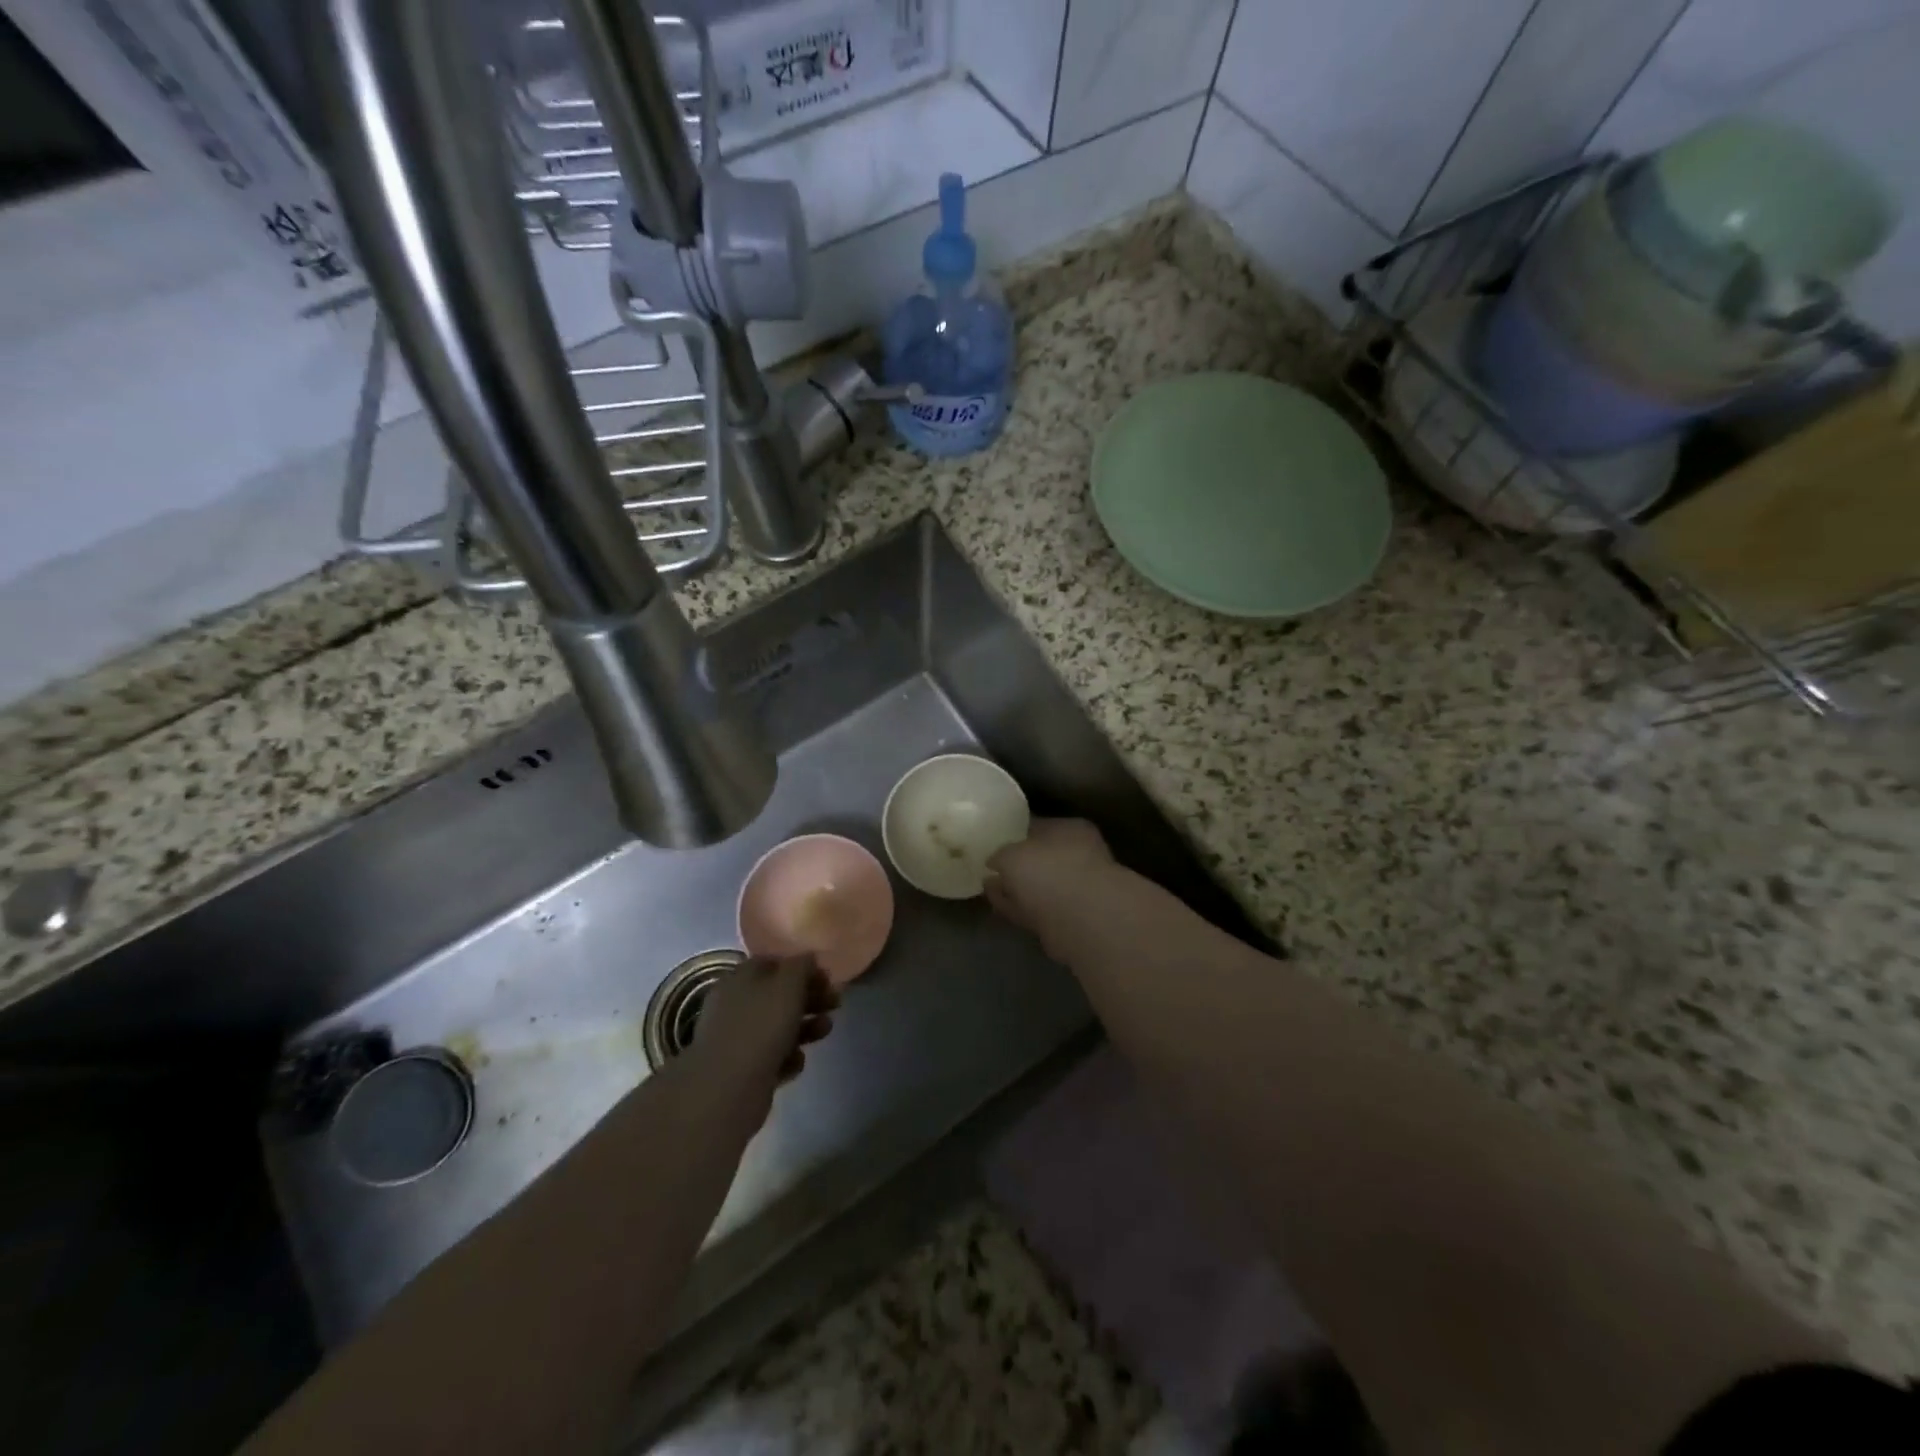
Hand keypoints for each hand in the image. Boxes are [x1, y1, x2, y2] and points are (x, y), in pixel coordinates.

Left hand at [690, 956, 838, 1100]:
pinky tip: (797, 1062)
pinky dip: (788, 1057)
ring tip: (826, 1030)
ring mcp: (737, 1039)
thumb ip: (801, 966)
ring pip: (778, 1027)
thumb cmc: (761, 1026)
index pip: (773, 963)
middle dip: (810, 998)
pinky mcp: (742, 1071)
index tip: (827, 979)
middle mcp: (734, 1005)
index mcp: (740, 978)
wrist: (728, 1089)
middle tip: (835, 1004)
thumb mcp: (788, 985)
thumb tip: (808, 958)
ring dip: (805, 1027)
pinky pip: (772, 1057)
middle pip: (778, 995)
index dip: (802, 968)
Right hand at [985, 818, 1114, 940]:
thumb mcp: (1011, 855)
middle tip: (991, 867)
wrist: (1080, 920)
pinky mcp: (1068, 919)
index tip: (994, 840)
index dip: (1016, 833)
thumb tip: (993, 862)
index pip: (1039, 826)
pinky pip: (1036, 908)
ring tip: (989, 887)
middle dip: (1017, 864)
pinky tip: (998, 906)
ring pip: (1039, 886)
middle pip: (1041, 858)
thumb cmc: (1048, 871)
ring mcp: (1075, 889)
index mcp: (1071, 829)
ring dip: (1016, 889)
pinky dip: (1018, 907)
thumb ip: (1000, 855)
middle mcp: (1078, 856)